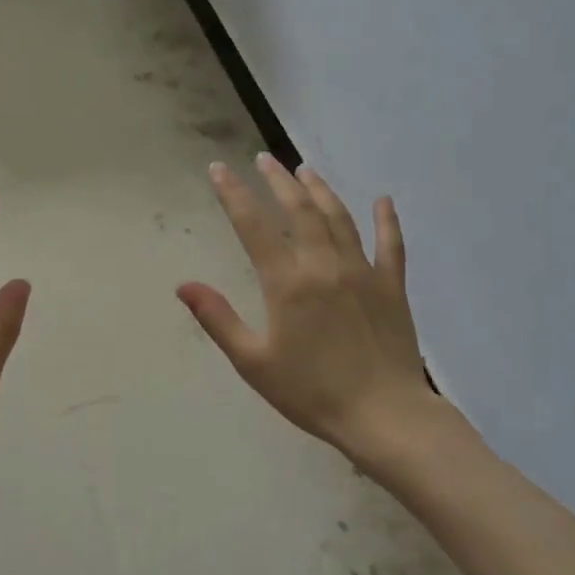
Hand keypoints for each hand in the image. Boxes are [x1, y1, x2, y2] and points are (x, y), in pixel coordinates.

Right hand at [180, 156, 444, 477]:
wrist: (384, 415)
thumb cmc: (312, 392)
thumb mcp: (253, 362)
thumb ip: (219, 319)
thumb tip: (183, 285)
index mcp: (287, 282)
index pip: (253, 225)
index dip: (233, 194)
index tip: (218, 169)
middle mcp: (324, 264)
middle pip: (299, 210)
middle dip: (278, 180)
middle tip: (264, 159)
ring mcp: (362, 271)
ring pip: (339, 218)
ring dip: (320, 190)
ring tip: (305, 170)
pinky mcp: (391, 286)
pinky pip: (390, 244)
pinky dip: (387, 220)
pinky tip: (383, 201)